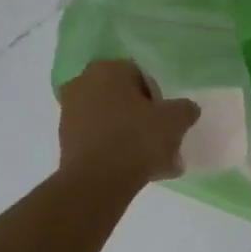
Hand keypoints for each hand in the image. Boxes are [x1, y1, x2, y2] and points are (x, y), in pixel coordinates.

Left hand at [57, 60, 199, 190]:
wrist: (97, 182)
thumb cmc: (136, 140)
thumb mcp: (174, 121)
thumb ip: (185, 109)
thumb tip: (186, 109)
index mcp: (107, 69)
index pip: (141, 76)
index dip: (158, 98)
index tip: (167, 120)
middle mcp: (82, 83)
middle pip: (124, 98)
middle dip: (143, 117)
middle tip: (162, 140)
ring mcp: (69, 112)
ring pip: (112, 121)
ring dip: (131, 136)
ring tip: (153, 162)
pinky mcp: (65, 140)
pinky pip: (99, 140)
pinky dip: (115, 150)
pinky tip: (135, 170)